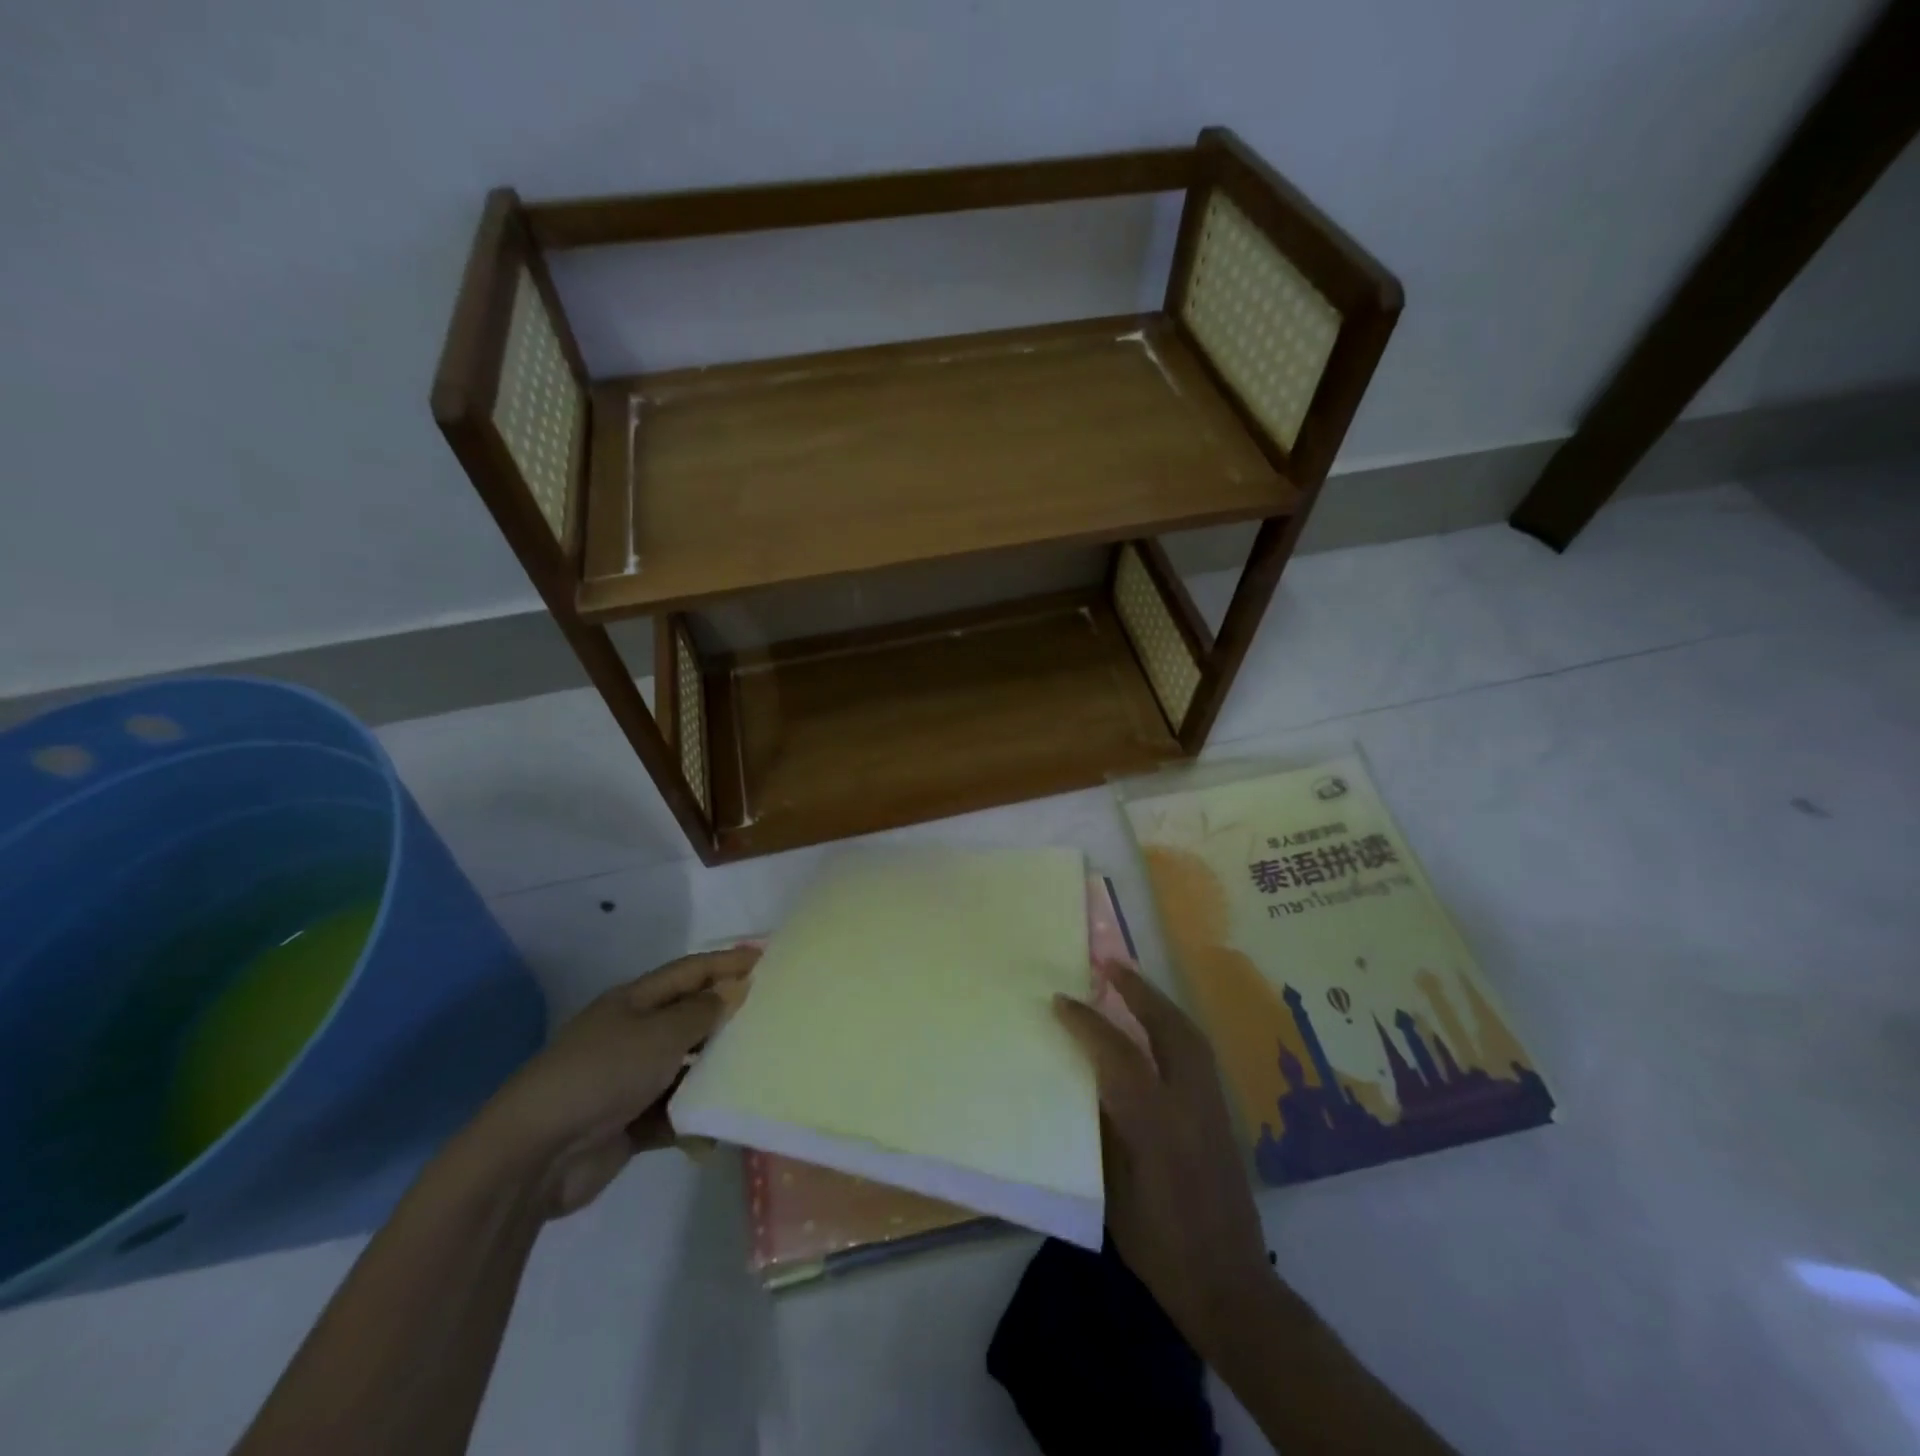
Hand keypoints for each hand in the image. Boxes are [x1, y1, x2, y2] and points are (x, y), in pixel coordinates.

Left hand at [472, 946, 759, 1217]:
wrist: (535, 1154)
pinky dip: (696, 1120)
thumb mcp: (659, 1034)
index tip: (769, 961)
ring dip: (716, 1073)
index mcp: (635, 1002)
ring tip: (760, 1074)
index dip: (728, 963)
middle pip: (691, 1018)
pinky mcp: (631, 1123)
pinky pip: (675, 1113)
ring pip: (687, 1068)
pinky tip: (720, 1130)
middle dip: (729, 1018)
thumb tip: (735, 990)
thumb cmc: (602, 1074)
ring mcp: (631, 1080)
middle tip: (775, 1020)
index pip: (691, 971)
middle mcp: (634, 1035)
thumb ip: (702, 1012)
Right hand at [1053, 962, 1271, 1357]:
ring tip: (1130, 982)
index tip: (1060, 1000)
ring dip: (1158, 1002)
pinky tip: (1155, 1025)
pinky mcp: (1224, 1114)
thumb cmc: (1159, 1246)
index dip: (1087, 1023)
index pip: (1119, 1055)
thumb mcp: (1114, 1191)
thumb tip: (1085, 1080)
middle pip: (1168, 1027)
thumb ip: (1103, 1129)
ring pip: (1189, 1034)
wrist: (1229, 1285)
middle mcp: (1191, 1105)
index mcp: (1157, 1126)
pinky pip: (1197, 1052)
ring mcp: (1214, 1107)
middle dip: (1138, 990)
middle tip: (1108, 964)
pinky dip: (1173, 1025)